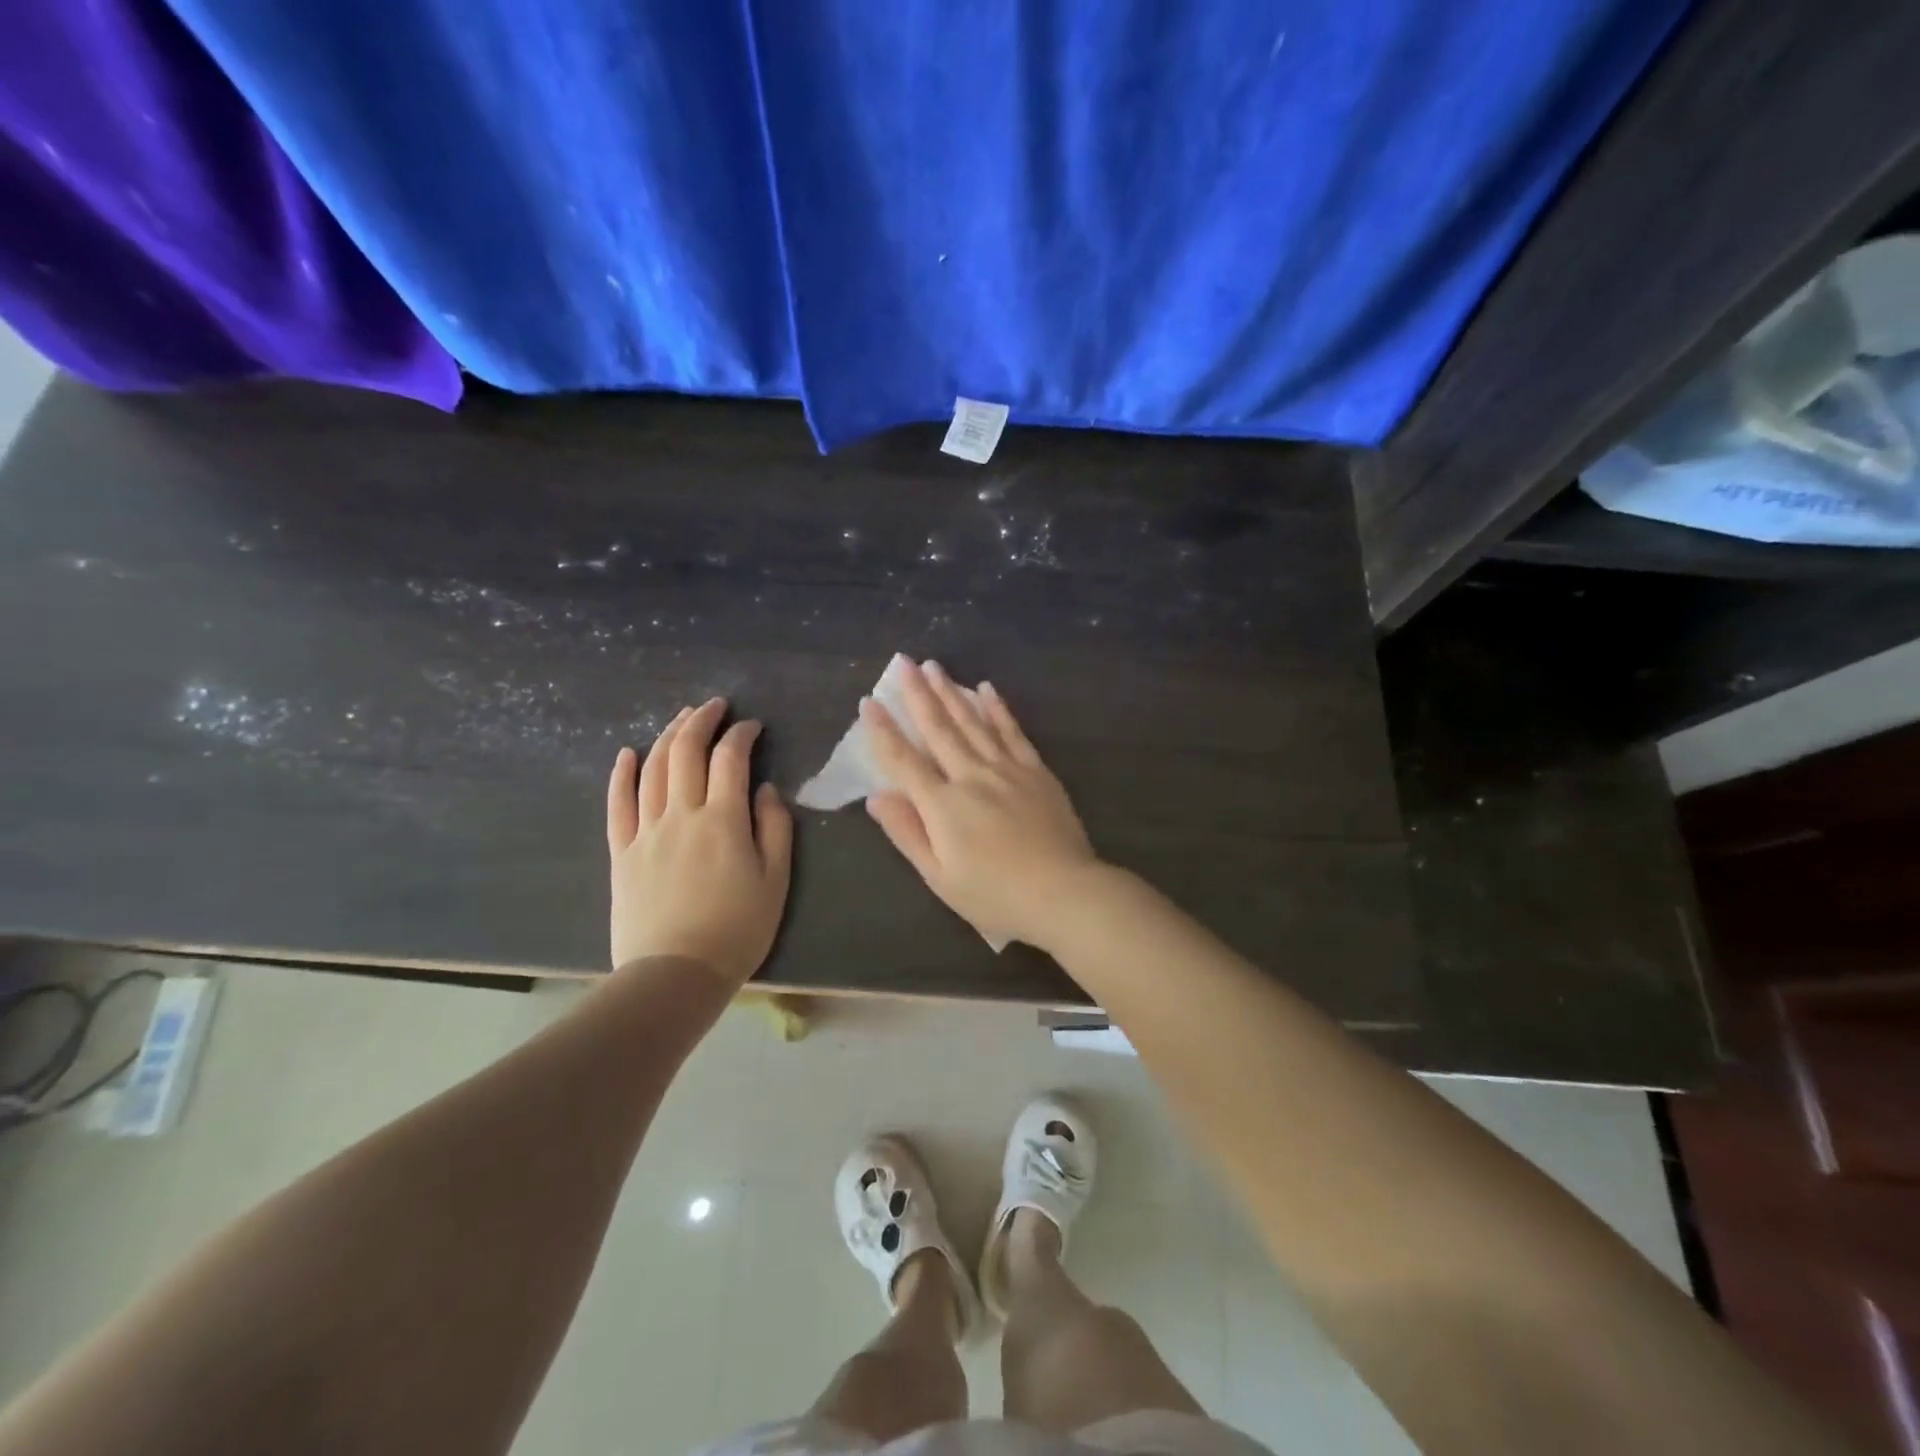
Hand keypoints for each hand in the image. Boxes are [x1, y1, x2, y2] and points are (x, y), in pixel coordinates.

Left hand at [607, 698, 793, 985]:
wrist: (675, 974)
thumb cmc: (737, 930)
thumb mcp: (775, 881)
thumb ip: (774, 829)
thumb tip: (765, 790)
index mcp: (723, 820)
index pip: (730, 759)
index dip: (742, 734)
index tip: (752, 726)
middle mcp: (681, 814)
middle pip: (685, 752)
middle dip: (701, 721)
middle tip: (714, 706)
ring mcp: (646, 831)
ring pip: (652, 769)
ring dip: (667, 736)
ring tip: (681, 719)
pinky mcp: (621, 853)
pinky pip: (617, 805)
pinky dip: (621, 774)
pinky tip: (627, 753)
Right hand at [862, 658, 1098, 948]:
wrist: (1063, 893)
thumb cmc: (995, 895)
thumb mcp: (939, 877)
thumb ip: (907, 833)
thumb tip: (876, 796)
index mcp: (942, 805)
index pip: (903, 760)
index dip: (884, 731)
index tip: (869, 702)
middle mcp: (971, 776)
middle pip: (939, 728)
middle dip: (918, 694)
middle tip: (904, 662)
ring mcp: (1007, 769)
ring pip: (973, 722)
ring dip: (951, 692)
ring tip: (934, 666)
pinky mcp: (1036, 771)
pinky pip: (1012, 732)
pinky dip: (997, 709)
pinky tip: (987, 689)